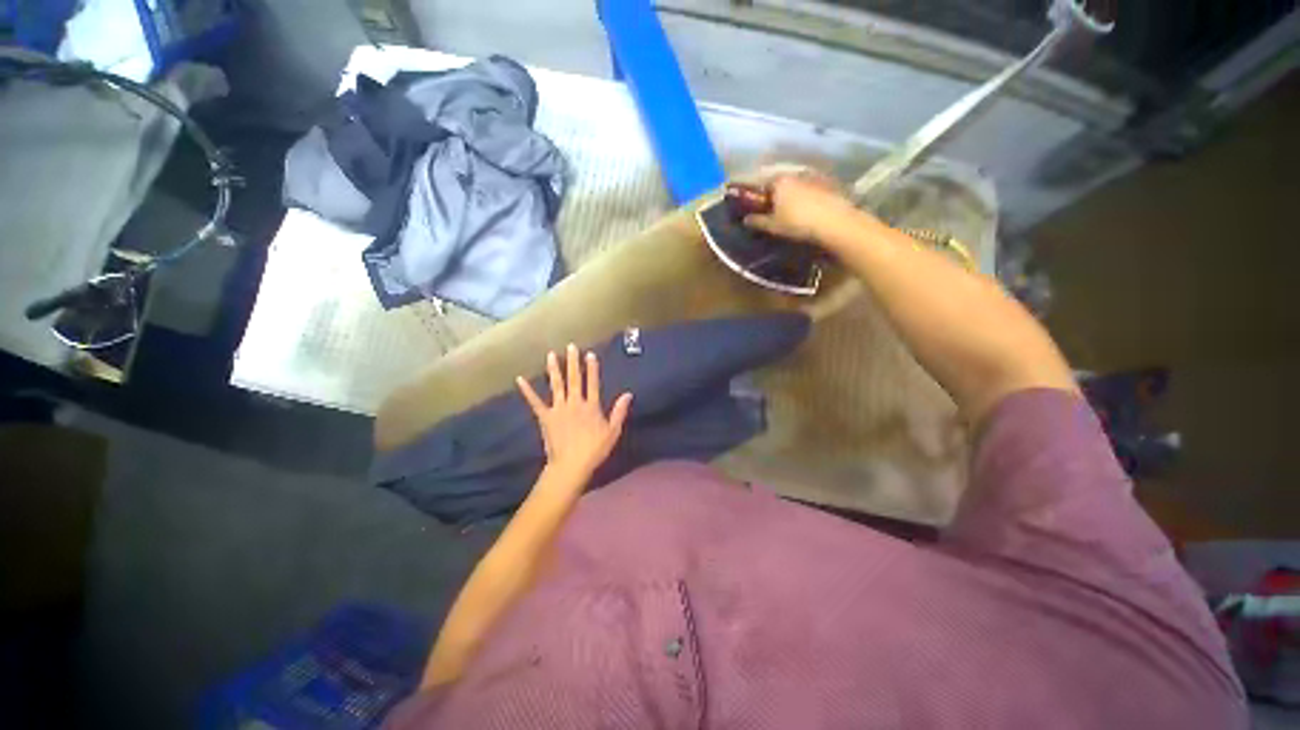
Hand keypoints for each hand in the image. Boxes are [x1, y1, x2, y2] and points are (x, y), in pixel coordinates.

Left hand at [517, 344, 632, 481]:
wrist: (571, 465)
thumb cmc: (594, 449)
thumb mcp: (613, 431)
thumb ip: (619, 411)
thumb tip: (628, 394)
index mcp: (591, 406)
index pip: (592, 383)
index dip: (592, 368)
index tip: (589, 354)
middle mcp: (574, 403)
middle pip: (574, 379)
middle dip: (572, 362)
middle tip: (571, 346)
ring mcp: (558, 409)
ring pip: (556, 385)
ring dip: (554, 369)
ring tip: (551, 355)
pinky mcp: (545, 417)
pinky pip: (535, 402)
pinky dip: (528, 391)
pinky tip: (520, 380)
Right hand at [741, 172, 860, 247]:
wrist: (833, 222)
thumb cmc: (797, 223)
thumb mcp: (773, 226)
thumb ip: (758, 221)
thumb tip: (746, 220)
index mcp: (780, 181)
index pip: (764, 183)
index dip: (760, 195)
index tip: (759, 206)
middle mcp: (796, 174)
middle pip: (782, 182)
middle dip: (778, 194)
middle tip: (776, 209)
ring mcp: (814, 177)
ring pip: (798, 185)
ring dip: (794, 195)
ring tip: (794, 211)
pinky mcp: (830, 184)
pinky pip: (813, 189)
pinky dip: (809, 197)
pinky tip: (810, 210)